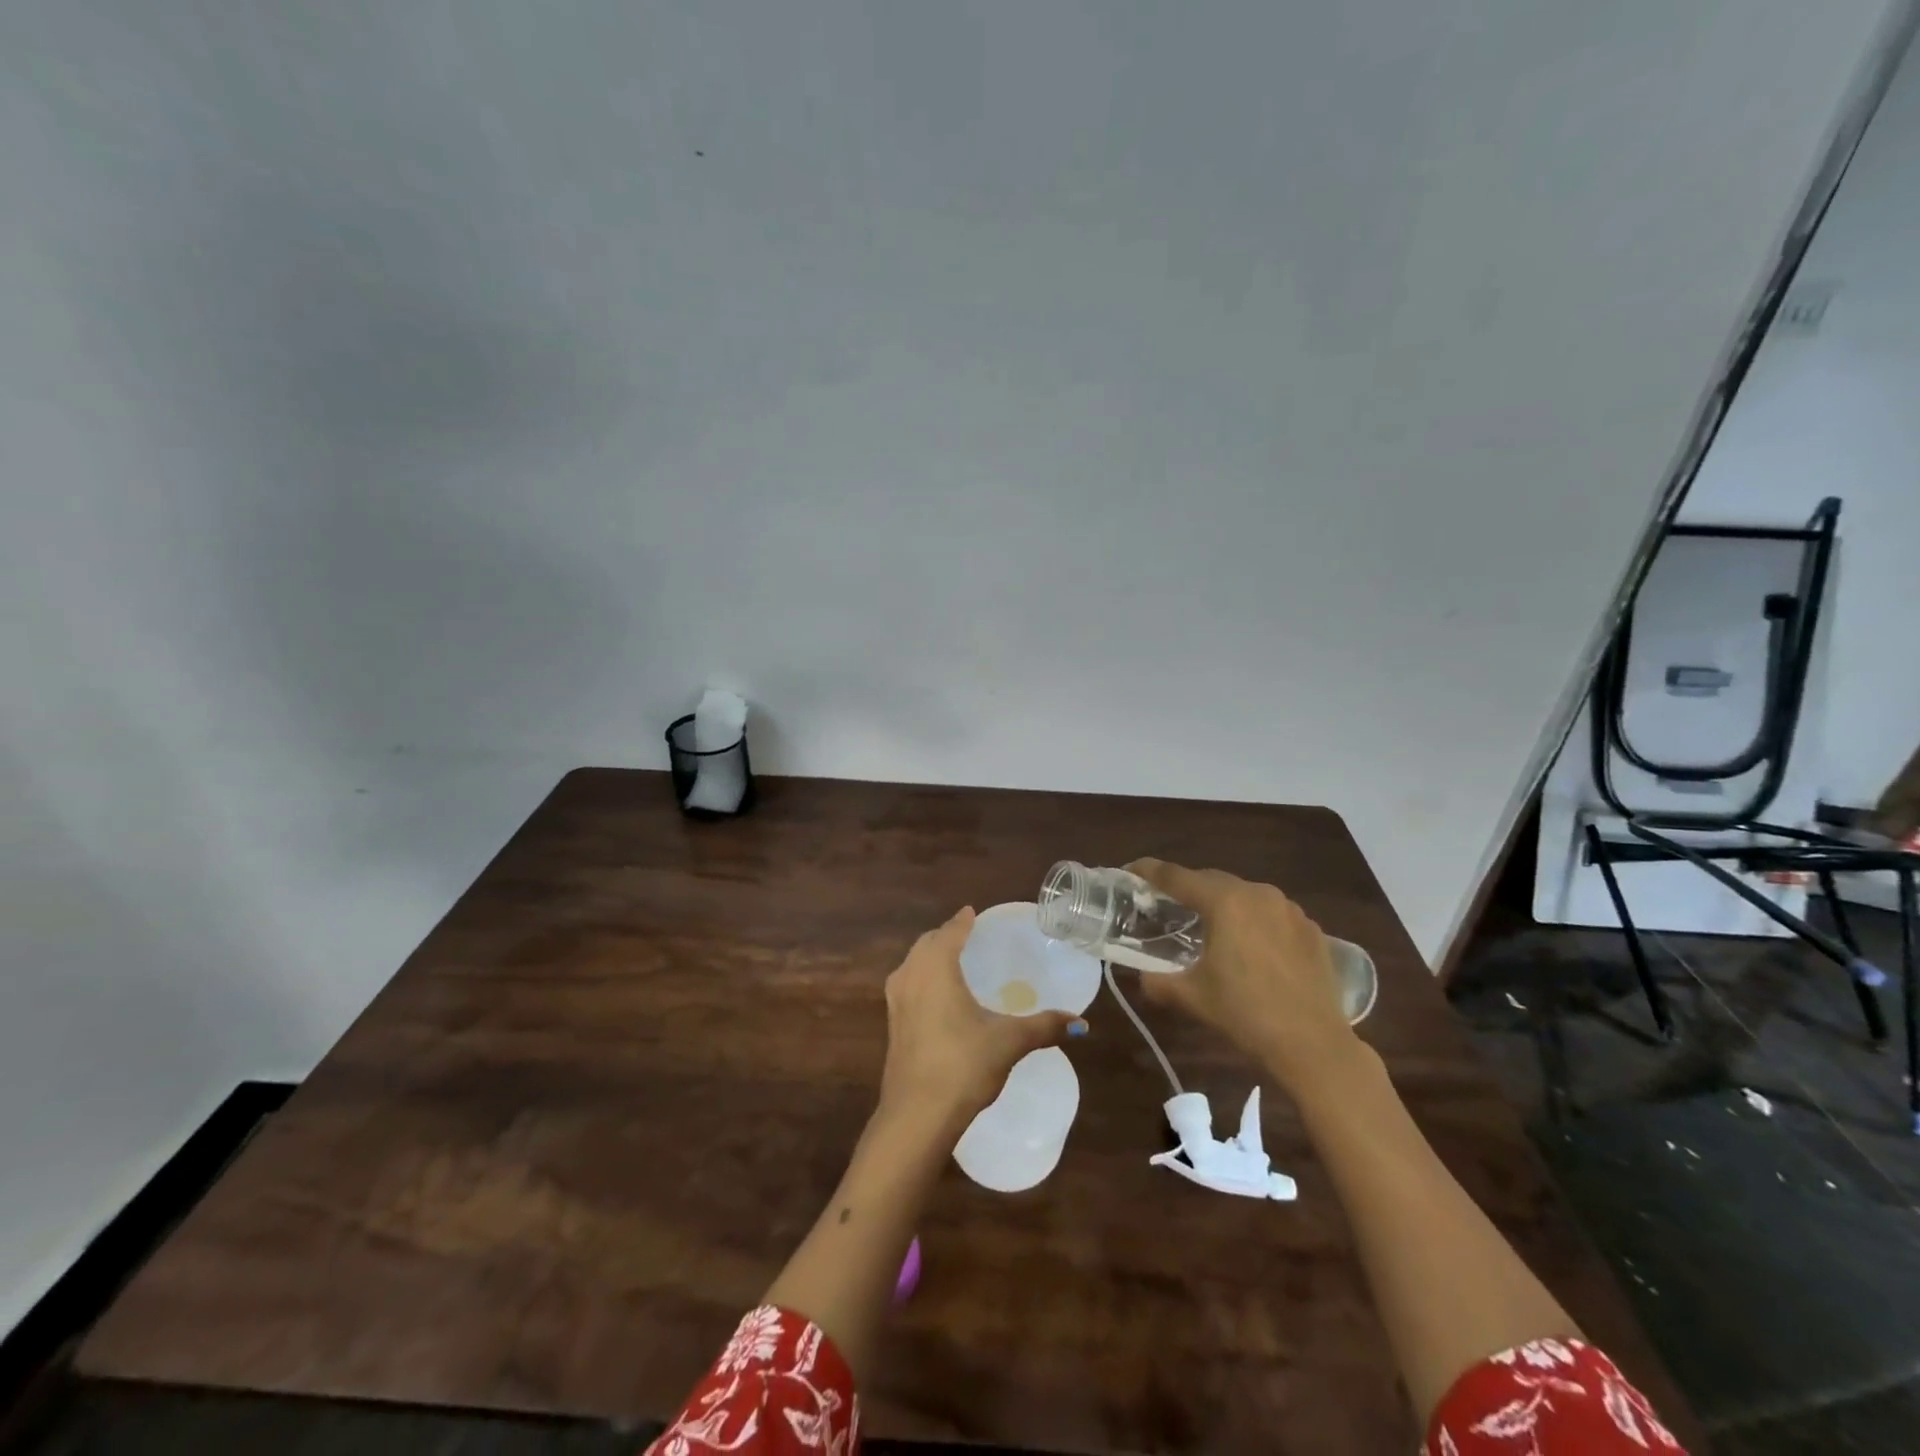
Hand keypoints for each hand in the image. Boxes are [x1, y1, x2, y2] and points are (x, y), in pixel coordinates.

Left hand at [878, 907, 1083, 1131]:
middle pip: (927, 944)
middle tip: (967, 935)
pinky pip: (908, 985)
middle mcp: (910, 975)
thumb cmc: (963, 1064)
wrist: (917, 1114)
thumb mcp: (1009, 1042)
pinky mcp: (893, 1024)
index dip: (963, 921)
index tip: (973, 912)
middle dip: (946, 936)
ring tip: (953, 960)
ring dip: (930, 956)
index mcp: (936, 967)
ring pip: (913, 964)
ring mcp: (896, 1000)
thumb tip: (1082, 1023)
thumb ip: (1044, 1026)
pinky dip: (923, 977)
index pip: (950, 932)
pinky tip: (938, 995)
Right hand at [1127, 860, 1357, 1089]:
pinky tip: (1251, 947)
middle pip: (1211, 880)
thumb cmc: (1246, 1013)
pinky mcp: (1311, 929)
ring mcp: (1290, 909)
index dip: (1148, 871)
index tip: (1130, 870)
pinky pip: (1272, 914)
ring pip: (1244, 895)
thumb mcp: (1191, 996)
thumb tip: (1143, 976)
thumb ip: (1157, 980)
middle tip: (1167, 906)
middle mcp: (1258, 893)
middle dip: (1186, 889)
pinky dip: (1254, 921)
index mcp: (1224, 901)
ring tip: (1210, 927)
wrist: (1314, 1045)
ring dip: (1223, 904)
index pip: (1175, 876)